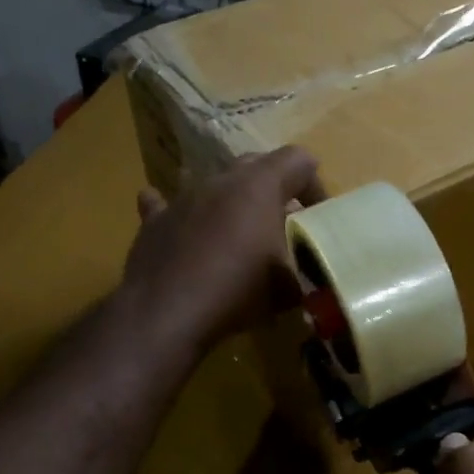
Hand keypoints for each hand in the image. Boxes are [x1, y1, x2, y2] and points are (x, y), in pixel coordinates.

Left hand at [122, 148, 325, 353]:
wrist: (168, 313)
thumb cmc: (239, 290)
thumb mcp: (290, 286)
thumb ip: (304, 268)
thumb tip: (308, 271)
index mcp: (260, 186)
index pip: (299, 160)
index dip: (315, 185)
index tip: (318, 217)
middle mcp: (221, 180)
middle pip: (256, 165)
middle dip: (274, 188)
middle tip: (283, 223)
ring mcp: (183, 197)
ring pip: (213, 184)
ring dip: (230, 201)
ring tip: (238, 231)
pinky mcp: (155, 222)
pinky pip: (165, 204)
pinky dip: (180, 212)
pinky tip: (180, 223)